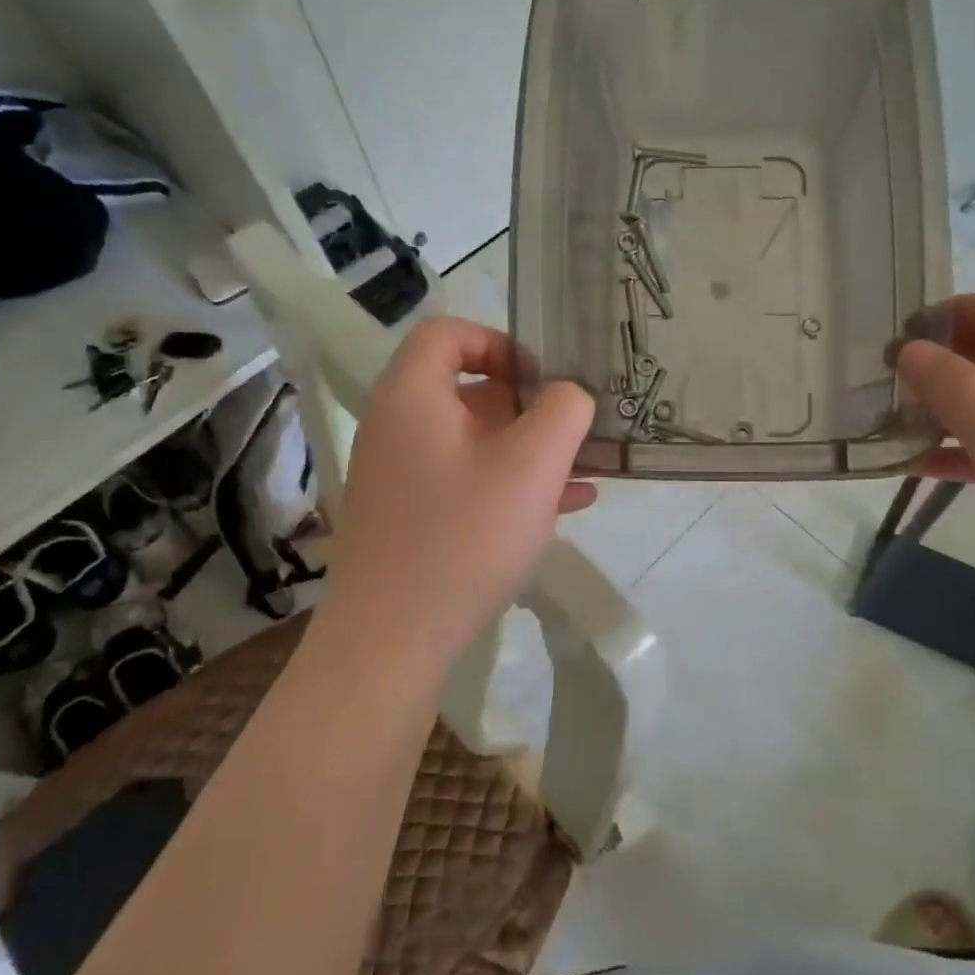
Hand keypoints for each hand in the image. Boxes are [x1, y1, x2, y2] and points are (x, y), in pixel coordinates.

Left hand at [324, 316, 595, 662]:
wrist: (391, 641)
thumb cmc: (464, 537)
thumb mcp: (532, 465)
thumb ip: (564, 411)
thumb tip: (568, 395)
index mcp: (413, 396)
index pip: (448, 333)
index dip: (500, 343)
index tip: (544, 380)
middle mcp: (397, 426)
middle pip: (467, 388)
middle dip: (530, 405)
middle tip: (574, 431)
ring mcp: (400, 474)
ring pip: (474, 439)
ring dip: (529, 448)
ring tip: (584, 470)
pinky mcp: (409, 516)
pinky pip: (465, 479)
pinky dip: (510, 482)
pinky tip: (563, 506)